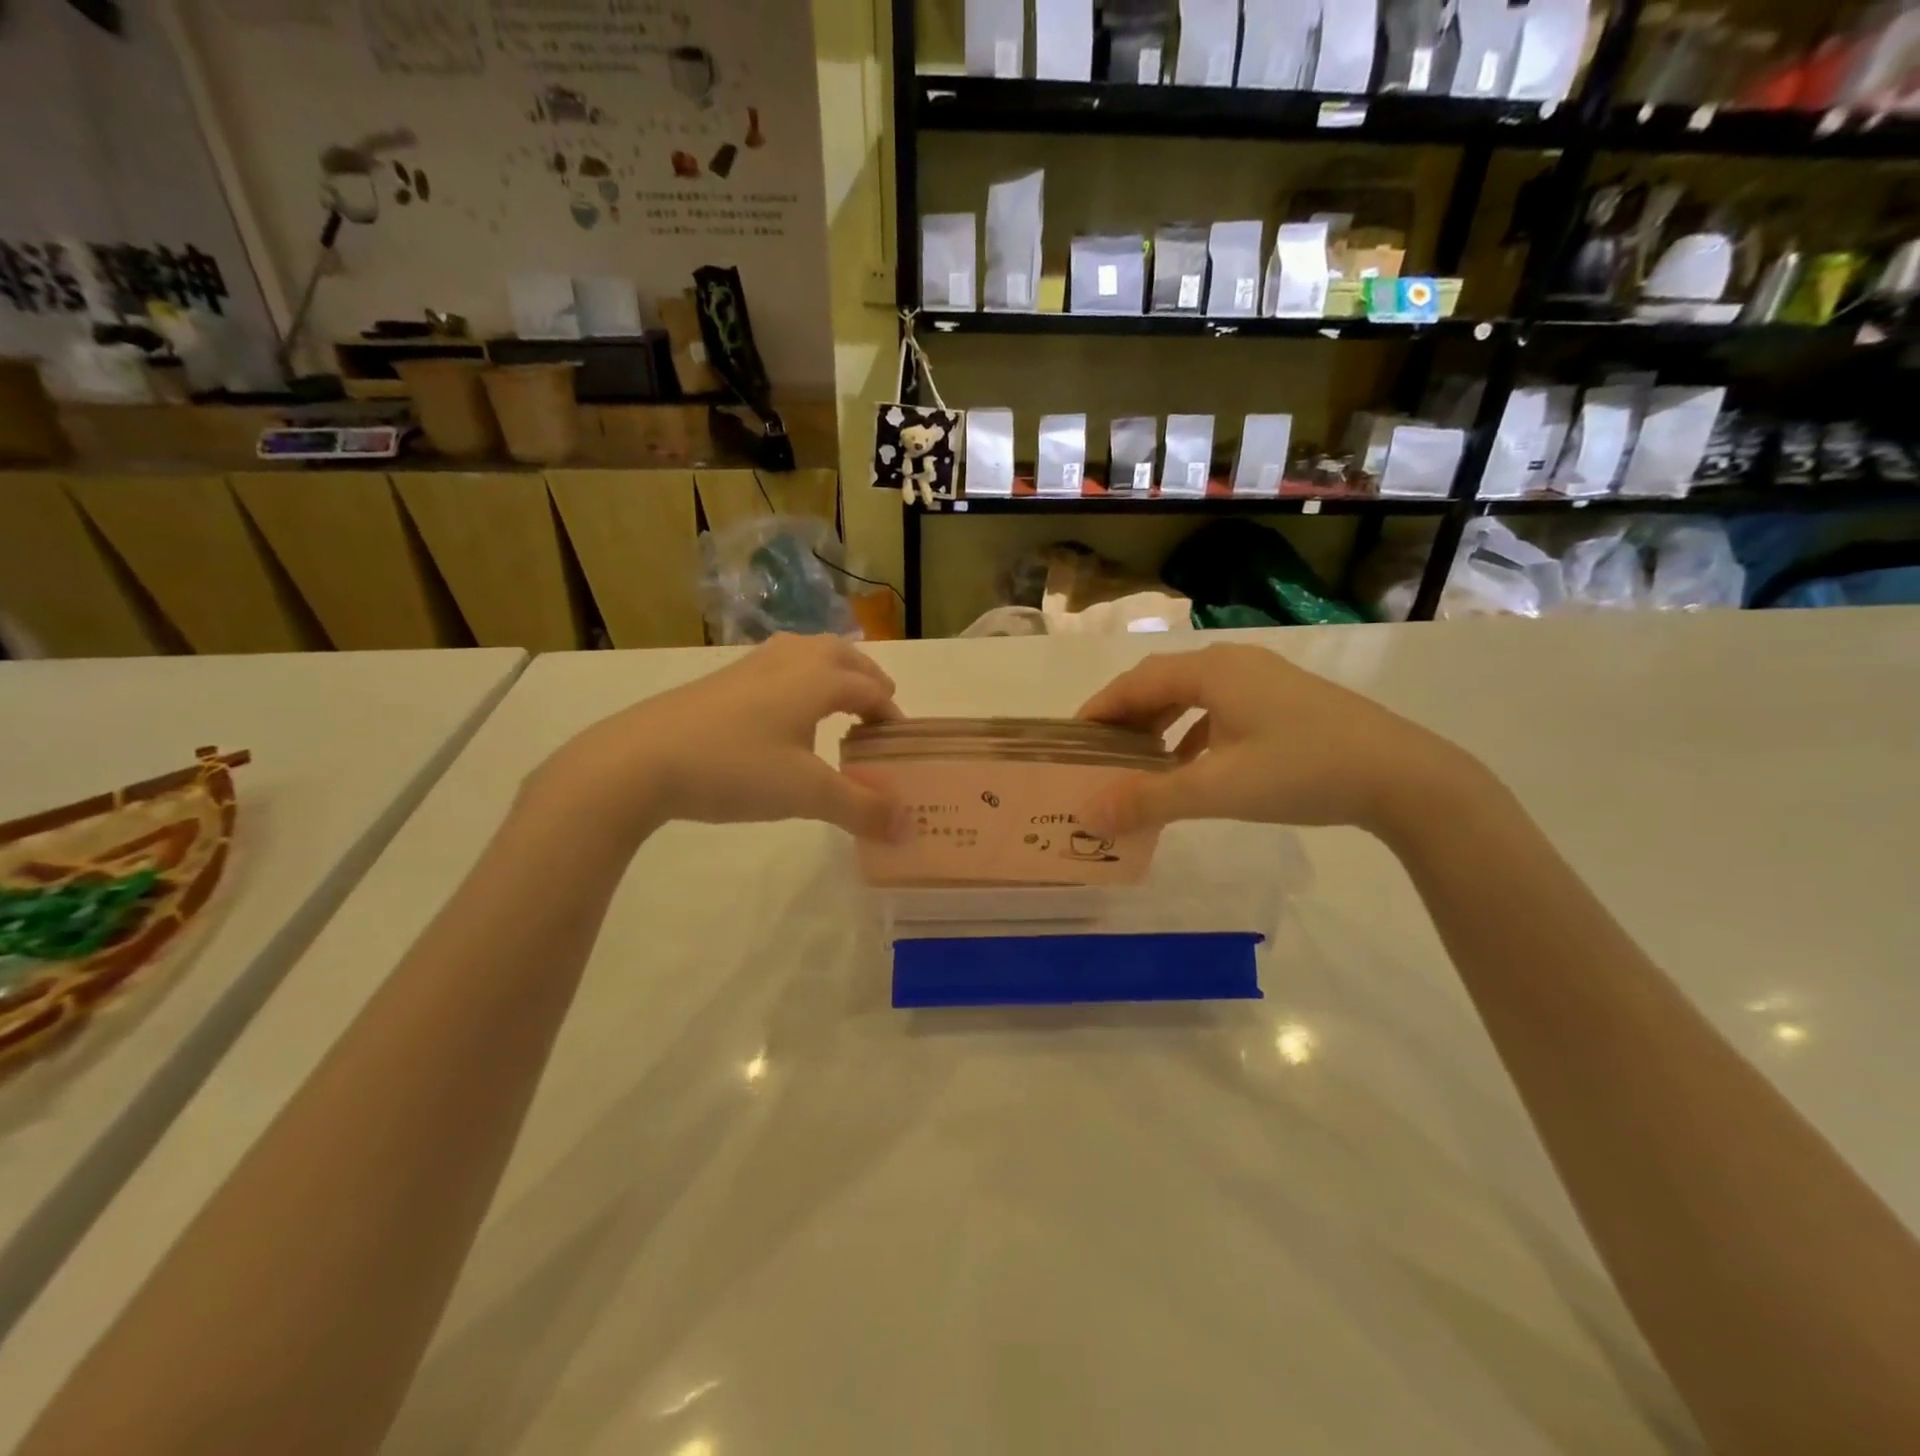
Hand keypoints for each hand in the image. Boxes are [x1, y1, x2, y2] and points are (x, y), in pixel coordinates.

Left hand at [534, 635, 901, 841]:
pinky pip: (775, 666)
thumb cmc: (735, 769)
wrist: (639, 760)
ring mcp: (749, 667)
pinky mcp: (718, 681)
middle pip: (840, 655)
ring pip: (804, 653)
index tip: (898, 743)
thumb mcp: (806, 794)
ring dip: (830, 671)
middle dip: (865, 678)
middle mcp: (788, 661)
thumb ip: (861, 808)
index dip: (890, 713)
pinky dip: (797, 679)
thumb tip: (906, 826)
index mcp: (817, 679)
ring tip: (833, 702)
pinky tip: (781, 713)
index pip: (869, 688)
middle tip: (876, 708)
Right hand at [1077, 643, 1478, 837]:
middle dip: (1128, 717)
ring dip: (1162, 724)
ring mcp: (1265, 679)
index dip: (1100, 709)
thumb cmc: (1302, 771)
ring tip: (1141, 761)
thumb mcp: (1218, 788)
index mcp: (1212, 671)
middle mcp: (1234, 663)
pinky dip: (1195, 732)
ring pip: (1194, 695)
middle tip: (1102, 753)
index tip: (1072, 739)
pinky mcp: (1287, 700)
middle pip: (1162, 683)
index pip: (1136, 683)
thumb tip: (1089, 815)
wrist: (1404, 775)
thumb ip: (1150, 800)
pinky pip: (1222, 708)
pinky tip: (1195, 764)